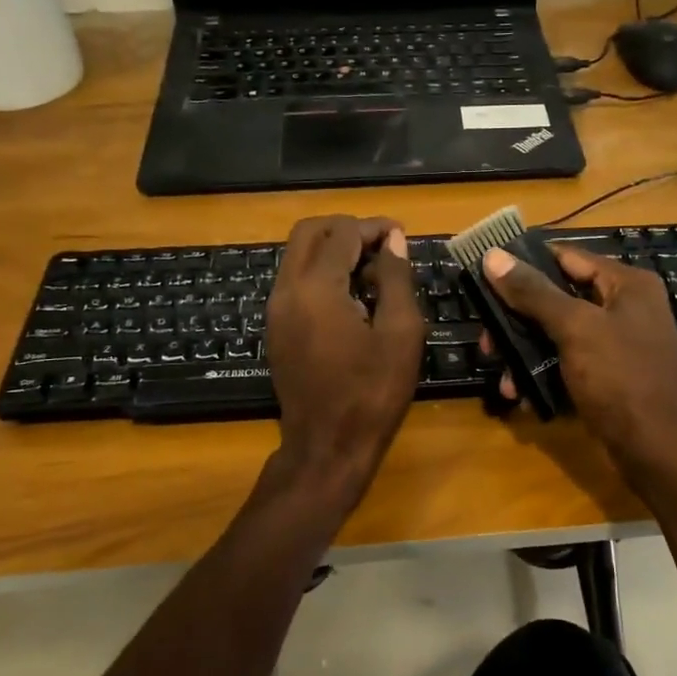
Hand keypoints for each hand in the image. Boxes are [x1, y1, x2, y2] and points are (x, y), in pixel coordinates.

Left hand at [264, 215, 425, 507]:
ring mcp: (275, 310)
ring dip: (332, 250)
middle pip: (308, 233)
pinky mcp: (276, 328)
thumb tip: (392, 240)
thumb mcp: (401, 334)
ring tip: (372, 271)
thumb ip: (396, 279)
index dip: (374, 227)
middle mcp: (286, 290)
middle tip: (382, 245)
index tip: (401, 235)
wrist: (327, 448)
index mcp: (316, 288)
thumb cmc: (372, 394)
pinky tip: (352, 297)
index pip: (342, 233)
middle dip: (346, 229)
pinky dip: (321, 273)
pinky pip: (295, 281)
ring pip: (298, 255)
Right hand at [479, 244, 676, 475]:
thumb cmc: (620, 379)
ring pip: (558, 333)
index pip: (567, 257)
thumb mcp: (575, 329)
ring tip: (501, 375)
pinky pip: (568, 362)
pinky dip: (544, 373)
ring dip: (525, 352)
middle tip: (486, 339)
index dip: (525, 263)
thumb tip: (493, 255)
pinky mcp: (611, 374)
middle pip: (558, 297)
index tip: (485, 276)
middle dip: (518, 319)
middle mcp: (626, 306)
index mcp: (628, 284)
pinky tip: (522, 395)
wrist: (656, 452)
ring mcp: (619, 342)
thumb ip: (534, 292)